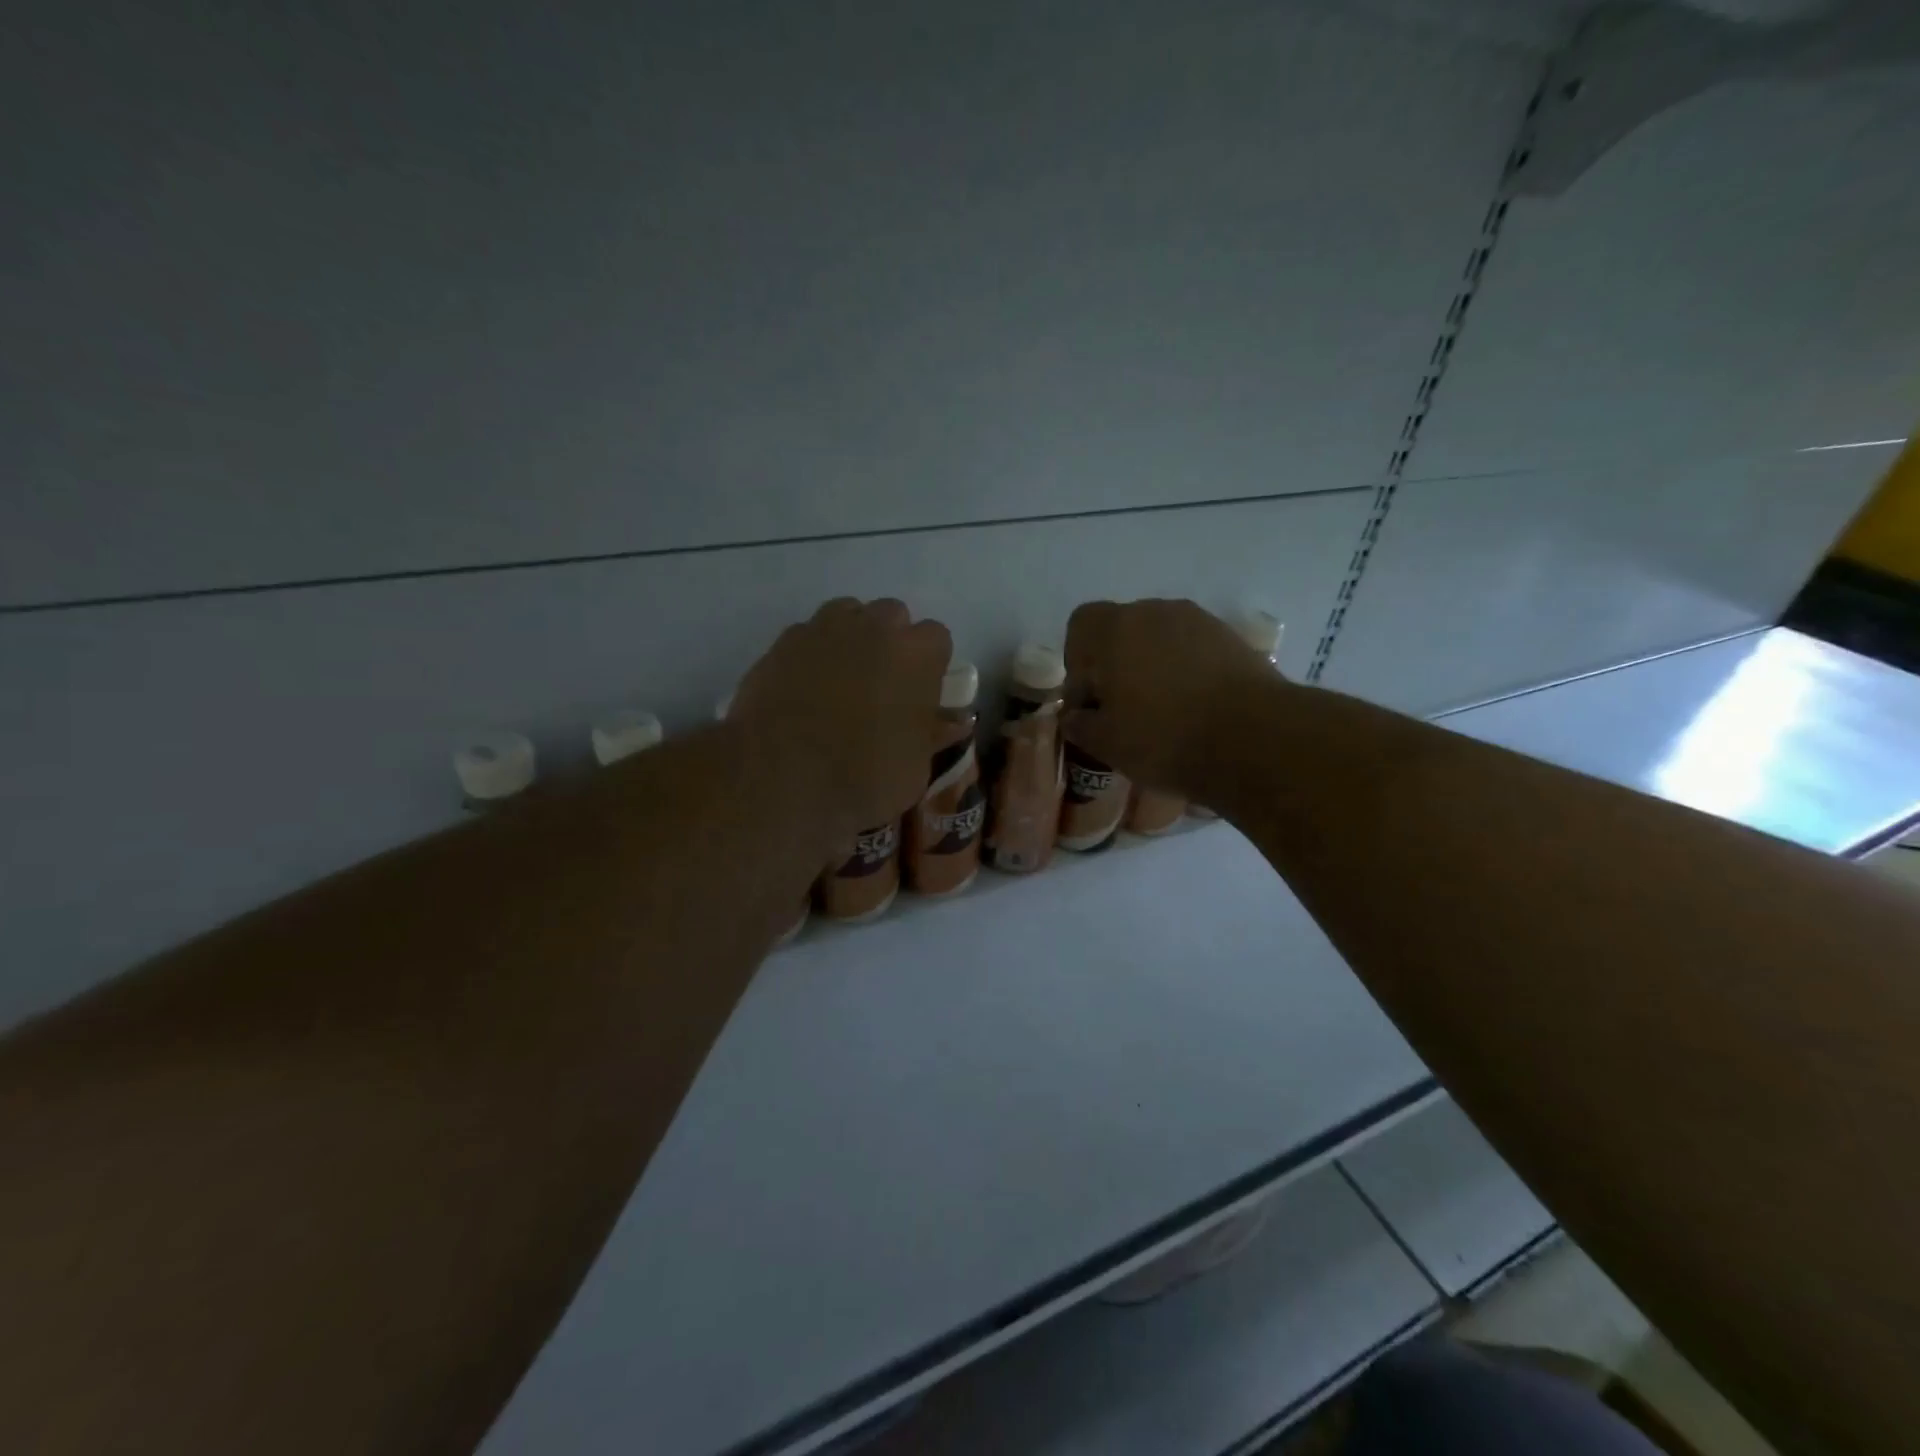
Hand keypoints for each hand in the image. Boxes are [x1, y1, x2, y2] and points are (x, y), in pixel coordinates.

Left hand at [732, 598, 951, 855]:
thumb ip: (933, 735)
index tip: (921, 692)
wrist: (778, 779)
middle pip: (892, 616)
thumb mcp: (914, 769)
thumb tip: (952, 721)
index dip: (930, 664)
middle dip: (891, 642)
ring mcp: (822, 630)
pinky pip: (807, 636)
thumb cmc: (863, 777)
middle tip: (882, 685)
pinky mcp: (781, 643)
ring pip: (847, 615)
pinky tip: (804, 688)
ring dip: (851, 638)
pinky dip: (812, 654)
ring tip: (841, 680)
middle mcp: (872, 627)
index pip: (937, 637)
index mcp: (916, 654)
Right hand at [1064, 599, 1282, 800]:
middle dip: (1115, 663)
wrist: (1254, 739)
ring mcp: (1200, 622)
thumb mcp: (1106, 743)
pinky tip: (1194, 709)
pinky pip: (1194, 650)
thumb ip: (1081, 724)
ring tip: (1161, 710)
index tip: (1088, 698)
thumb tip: (1074, 716)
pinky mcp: (1234, 640)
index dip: (1077, 659)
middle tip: (1121, 708)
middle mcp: (1156, 612)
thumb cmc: (1164, 737)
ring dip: (1152, 666)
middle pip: (1122, 628)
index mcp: (1115, 629)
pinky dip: (1186, 671)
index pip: (1081, 624)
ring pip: (1161, 637)